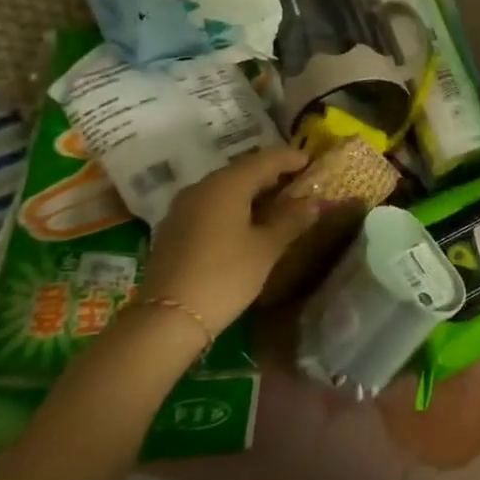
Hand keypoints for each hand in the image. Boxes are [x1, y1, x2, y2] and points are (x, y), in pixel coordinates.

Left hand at [142, 147, 321, 334]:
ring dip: (252, 191)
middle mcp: (202, 187)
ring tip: (276, 202)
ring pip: (225, 188)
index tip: (311, 160)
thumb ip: (292, 220)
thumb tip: (313, 202)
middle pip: (243, 170)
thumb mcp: (267, 248)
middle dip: (271, 174)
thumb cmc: (224, 276)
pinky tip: (247, 222)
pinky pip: (211, 205)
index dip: (290, 158)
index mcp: (227, 184)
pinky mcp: (173, 229)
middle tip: (297, 181)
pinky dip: (233, 206)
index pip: (266, 159)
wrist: (166, 320)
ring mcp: (183, 208)